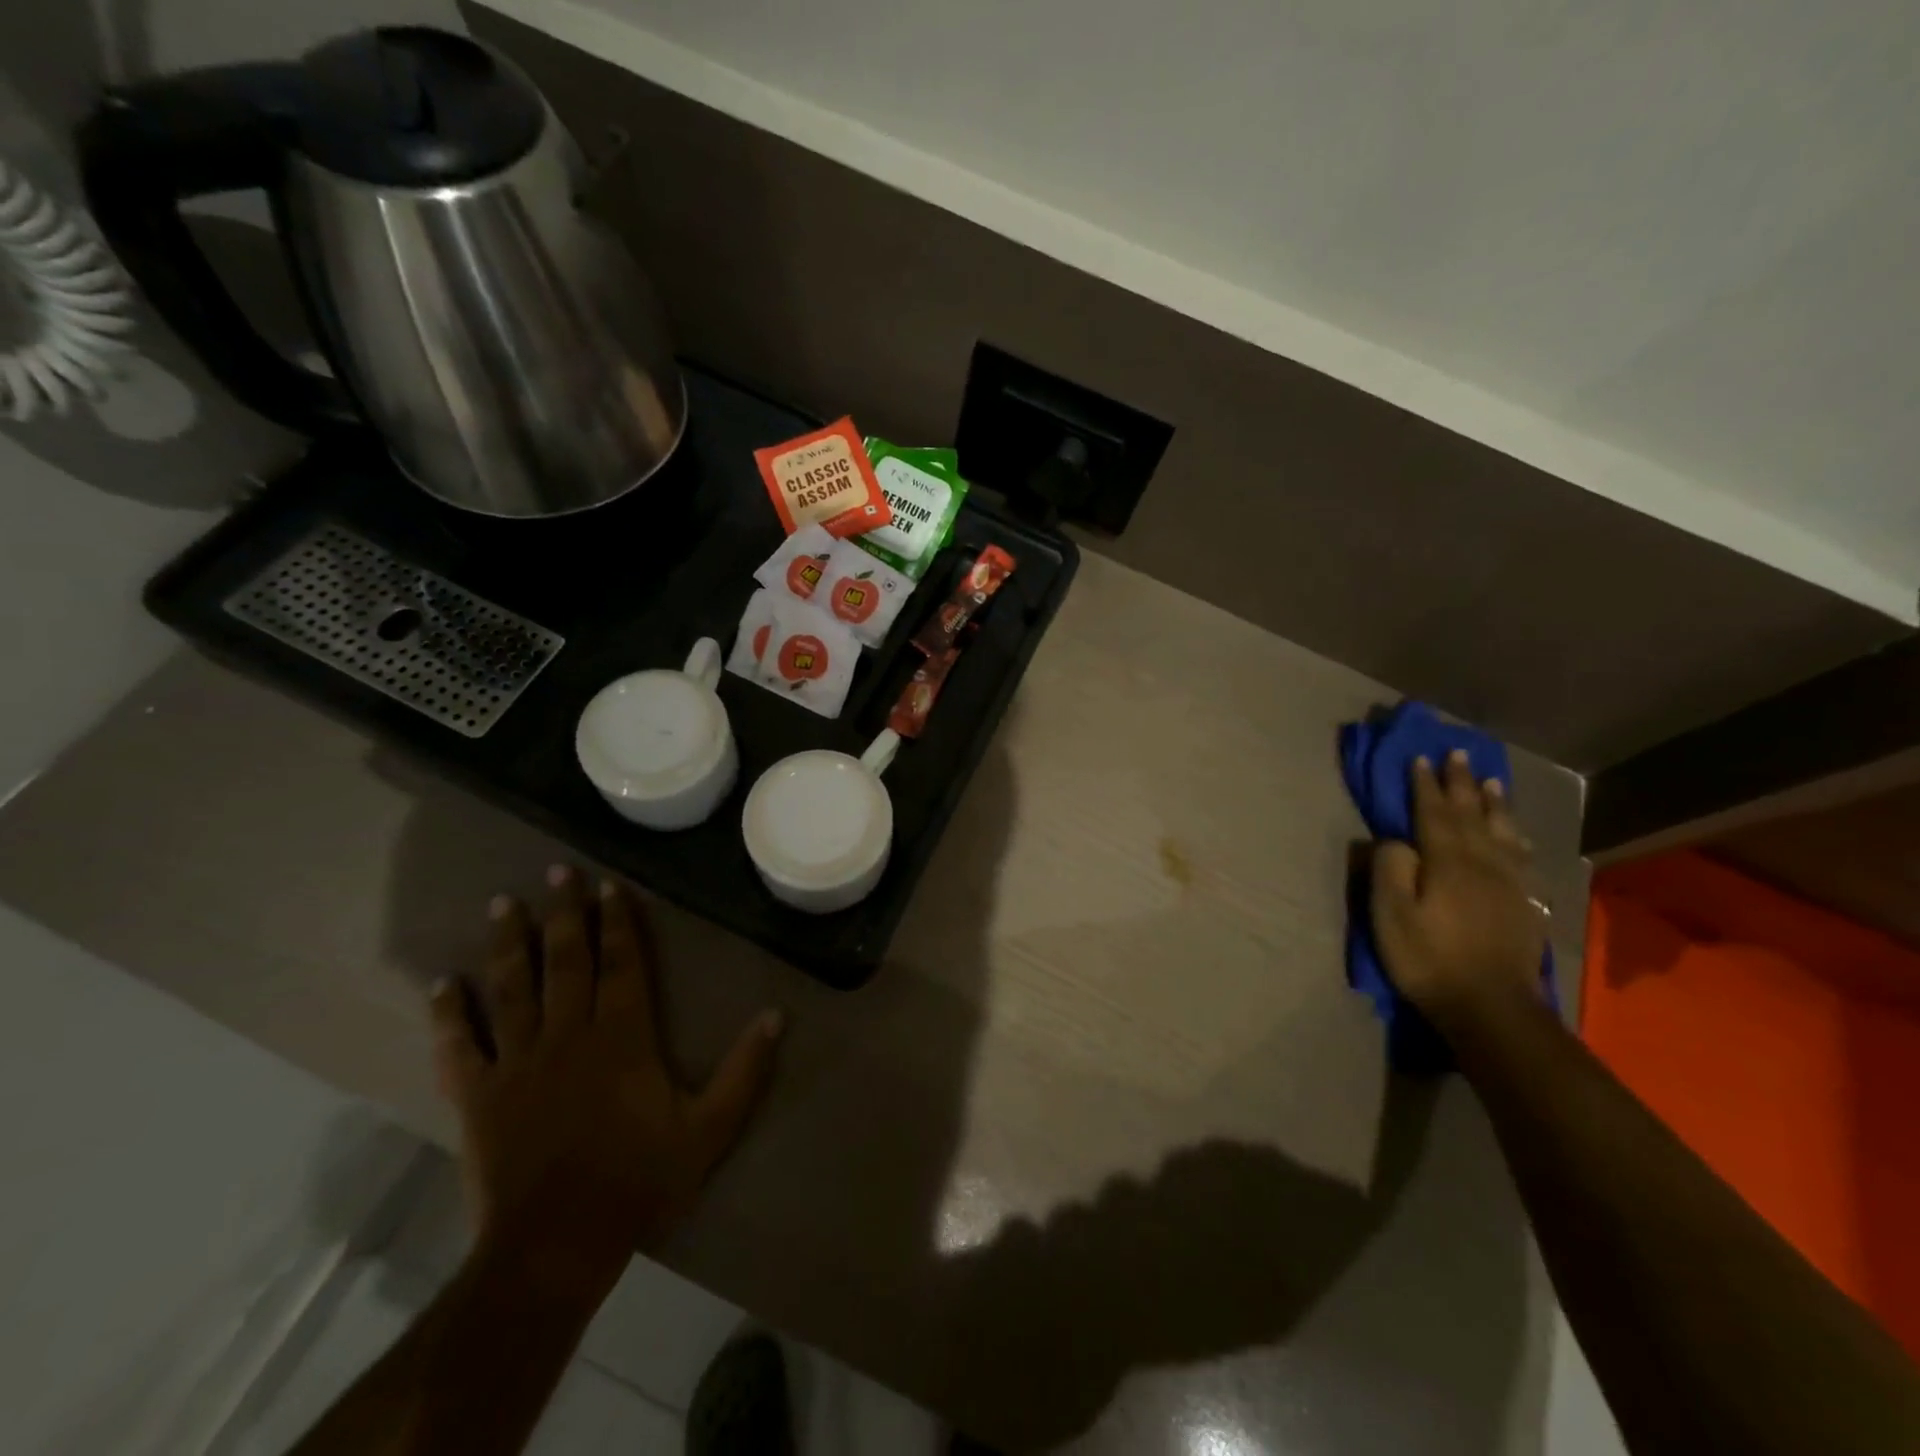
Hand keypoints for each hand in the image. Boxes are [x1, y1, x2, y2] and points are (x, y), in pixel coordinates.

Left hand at [429, 867, 783, 1296]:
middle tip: (556, 871)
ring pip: (511, 989)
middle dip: (563, 912)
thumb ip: (745, 1070)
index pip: (621, 963)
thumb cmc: (638, 1181)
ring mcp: (517, 1063)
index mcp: (622, 1036)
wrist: (556, 1246)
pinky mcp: (477, 1097)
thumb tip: (777, 1015)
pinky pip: (459, 1047)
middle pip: (565, 960)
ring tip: (503, 904)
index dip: (618, 921)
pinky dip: (448, 1015)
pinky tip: (441, 984)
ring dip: (507, 944)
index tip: (608, 884)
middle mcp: (568, 1034)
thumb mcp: (710, 1129)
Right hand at [1370, 750, 1547, 1031]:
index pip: (1434, 813)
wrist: (1491, 1007)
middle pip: (1472, 815)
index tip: (1421, 758)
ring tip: (1492, 780)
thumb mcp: (1390, 915)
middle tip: (1459, 753)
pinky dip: (1516, 838)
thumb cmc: (1428, 959)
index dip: (1426, 785)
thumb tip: (1397, 841)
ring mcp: (1509, 884)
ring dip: (1494, 804)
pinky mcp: (1524, 905)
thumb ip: (1391, 869)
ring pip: (1503, 832)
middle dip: (1462, 783)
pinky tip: (1516, 835)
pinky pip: (1521, 858)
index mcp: (1448, 863)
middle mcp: (1483, 864)